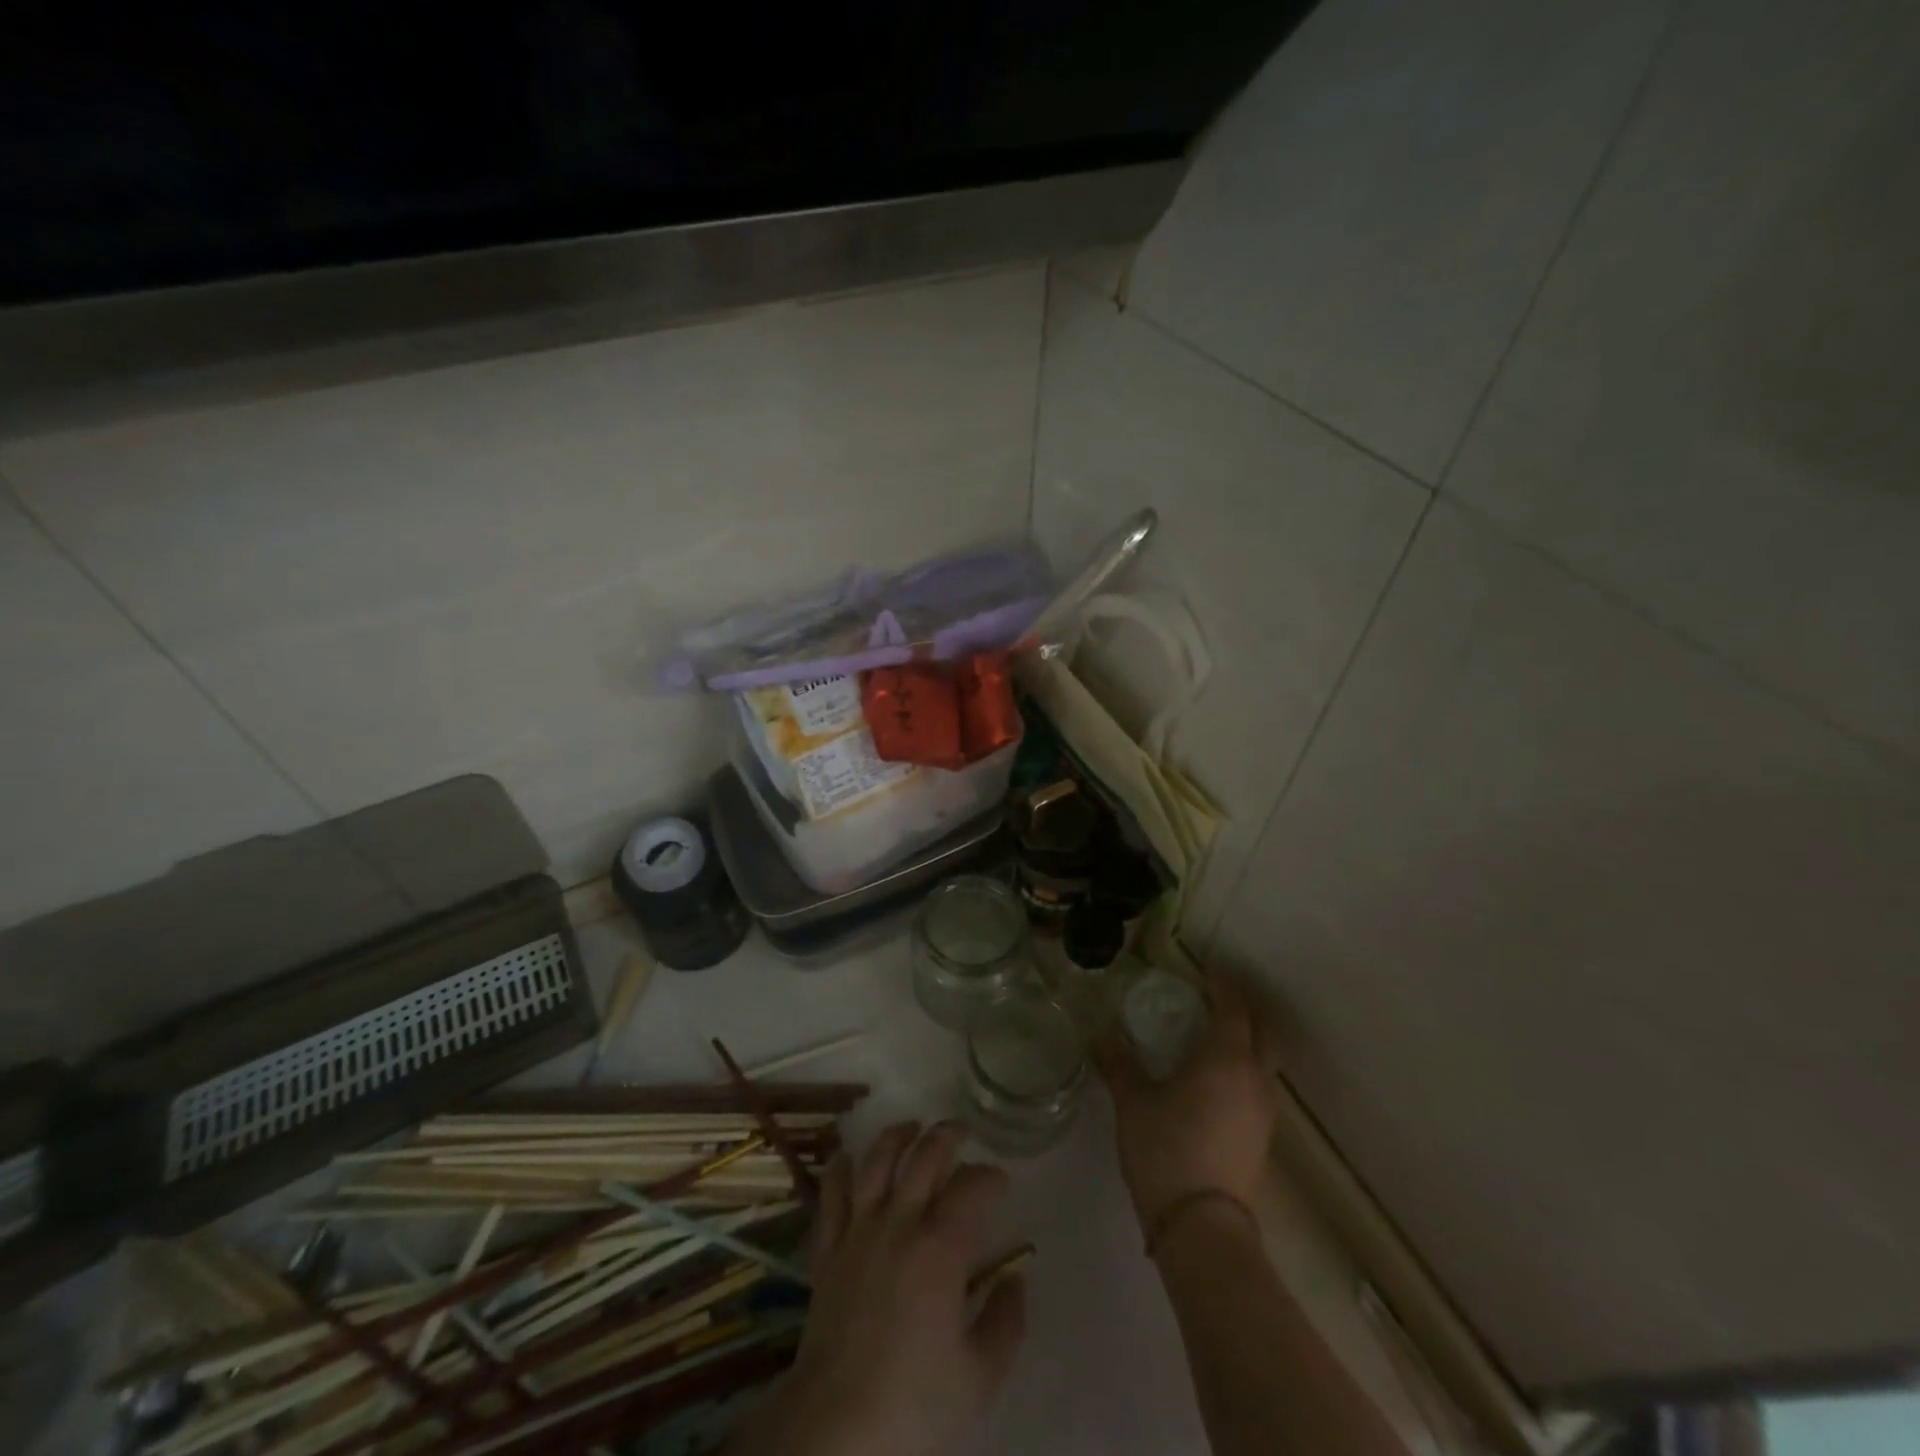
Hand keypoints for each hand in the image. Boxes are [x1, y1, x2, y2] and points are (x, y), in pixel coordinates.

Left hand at [730, 1121, 1026, 1455]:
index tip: (1001, 1183)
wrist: (836, 1429)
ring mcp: (858, 1230)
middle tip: (964, 1131)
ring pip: (876, 1160)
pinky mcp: (827, 1248)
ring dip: (897, 1135)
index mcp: (941, 1247)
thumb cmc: (915, 1404)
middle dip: (949, 1135)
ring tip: (912, 1127)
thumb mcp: (981, 1375)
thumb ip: (1006, 1321)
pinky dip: (841, 1168)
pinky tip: (849, 1157)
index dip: (990, 1176)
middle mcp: (899, 1222)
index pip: (972, 1187)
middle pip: (925, 1156)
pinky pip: (831, 1194)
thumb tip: (1015, 1279)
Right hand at [1101, 972, 1277, 1232]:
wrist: (1202, 1227)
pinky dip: (1245, 1069)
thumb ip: (1118, 1064)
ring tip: (1213, 1038)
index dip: (1221, 984)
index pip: (1232, 1007)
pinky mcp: (1264, 1137)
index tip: (1204, 969)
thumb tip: (1099, 1035)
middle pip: (1263, 1030)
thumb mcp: (1133, 1102)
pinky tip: (1217, 1081)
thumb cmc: (1166, 1150)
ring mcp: (1265, 1110)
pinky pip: (1260, 1085)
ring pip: (1266, 1060)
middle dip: (1243, 1009)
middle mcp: (1255, 1077)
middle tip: (1214, 999)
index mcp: (1226, 1059)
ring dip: (1247, 1040)